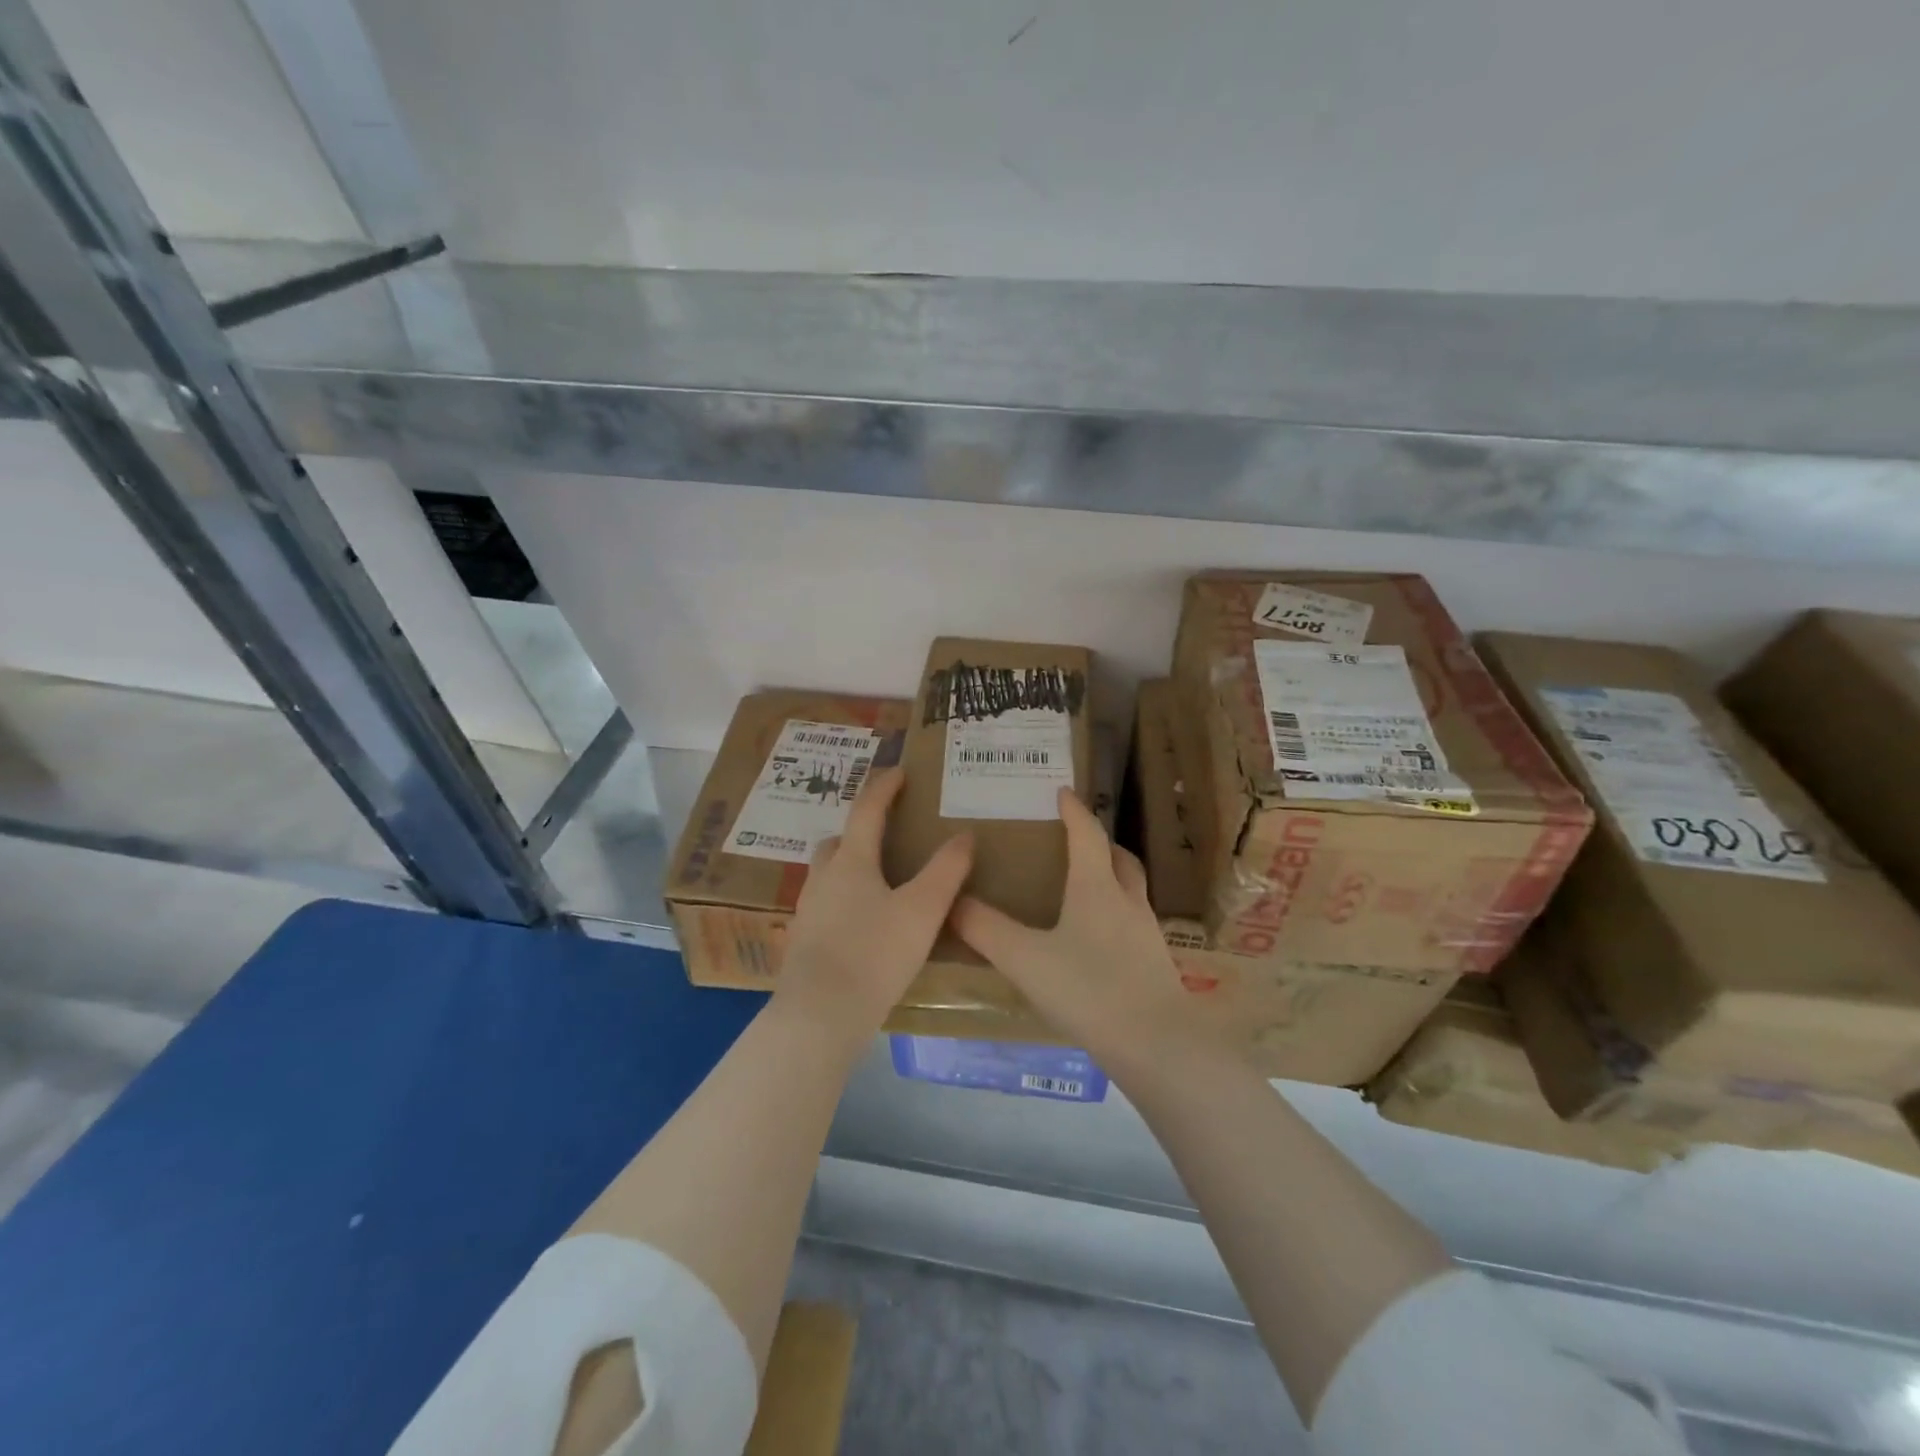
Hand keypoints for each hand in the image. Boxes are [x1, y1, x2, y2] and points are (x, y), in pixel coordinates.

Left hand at [772, 766, 972, 1046]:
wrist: (820, 1014)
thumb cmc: (875, 953)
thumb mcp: (922, 911)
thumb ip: (946, 871)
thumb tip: (965, 835)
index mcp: (851, 862)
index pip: (866, 811)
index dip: (883, 788)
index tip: (898, 773)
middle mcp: (823, 878)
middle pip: (839, 841)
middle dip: (860, 830)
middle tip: (886, 834)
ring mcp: (809, 910)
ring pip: (828, 874)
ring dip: (850, 866)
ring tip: (879, 881)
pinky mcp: (804, 941)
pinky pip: (826, 905)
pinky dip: (844, 899)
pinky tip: (863, 924)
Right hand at [951, 787, 1215, 1073]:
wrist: (1156, 1044)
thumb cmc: (1089, 989)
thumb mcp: (1026, 959)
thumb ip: (986, 930)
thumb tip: (952, 902)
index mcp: (1096, 887)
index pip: (1087, 834)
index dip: (1074, 811)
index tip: (1062, 792)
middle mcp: (1126, 901)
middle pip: (1119, 857)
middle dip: (1099, 843)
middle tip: (1075, 841)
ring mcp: (1145, 933)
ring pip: (1130, 890)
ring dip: (1111, 877)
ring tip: (1085, 888)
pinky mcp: (1154, 963)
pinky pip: (1132, 922)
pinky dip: (1115, 914)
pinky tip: (1097, 941)